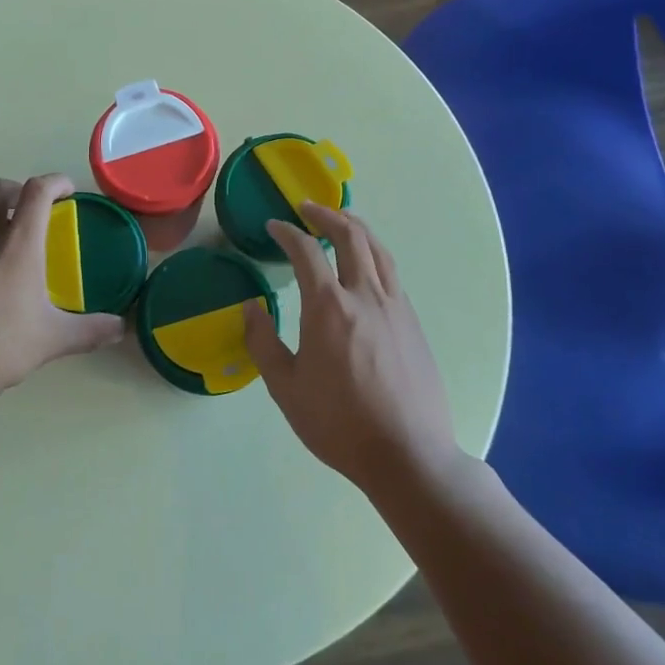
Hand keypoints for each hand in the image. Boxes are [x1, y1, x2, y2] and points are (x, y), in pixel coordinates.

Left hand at [0, 175, 124, 413]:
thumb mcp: (49, 342)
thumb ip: (88, 331)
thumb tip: (120, 328)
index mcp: (16, 246)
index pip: (35, 191)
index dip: (55, 182)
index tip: (69, 191)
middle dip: (20, 189)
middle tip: (39, 212)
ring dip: (0, 216)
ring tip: (21, 249)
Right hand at [243, 202, 458, 494]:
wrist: (408, 455)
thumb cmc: (338, 423)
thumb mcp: (285, 387)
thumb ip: (263, 342)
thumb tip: (251, 307)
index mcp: (328, 306)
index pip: (306, 251)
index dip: (287, 232)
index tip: (274, 226)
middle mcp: (365, 295)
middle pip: (350, 235)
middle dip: (326, 215)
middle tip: (307, 209)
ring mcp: (395, 306)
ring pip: (378, 249)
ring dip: (356, 227)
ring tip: (341, 222)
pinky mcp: (413, 323)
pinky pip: (391, 273)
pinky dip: (374, 255)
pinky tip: (365, 267)